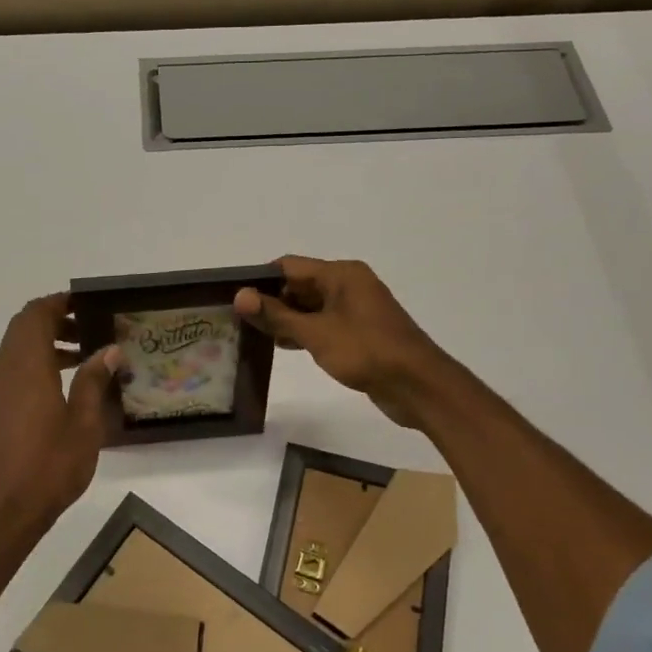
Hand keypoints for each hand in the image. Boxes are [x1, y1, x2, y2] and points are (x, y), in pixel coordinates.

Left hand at [0, 294, 120, 535]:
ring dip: (43, 346)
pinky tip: (55, 392)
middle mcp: (1, 371)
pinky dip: (30, 368)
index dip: (59, 303)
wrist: (3, 513)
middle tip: (88, 332)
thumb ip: (93, 380)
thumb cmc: (50, 466)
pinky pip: (8, 374)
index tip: (85, 304)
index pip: (35, 315)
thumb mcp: (84, 424)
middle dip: (53, 323)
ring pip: (14, 352)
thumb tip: (108, 350)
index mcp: (25, 367)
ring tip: (79, 361)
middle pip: (22, 329)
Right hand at [234, 256, 459, 428]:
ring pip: (311, 306)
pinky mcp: (359, 332)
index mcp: (341, 274)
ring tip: (252, 335)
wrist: (418, 385)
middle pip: (299, 285)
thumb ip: (277, 315)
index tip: (234, 298)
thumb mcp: (316, 333)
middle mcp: (349, 285)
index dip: (260, 280)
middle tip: (237, 320)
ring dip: (286, 319)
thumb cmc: (366, 351)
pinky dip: (303, 331)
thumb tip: (239, 296)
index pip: (289, 266)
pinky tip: (283, 346)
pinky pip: (323, 324)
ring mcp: (355, 309)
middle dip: (271, 301)